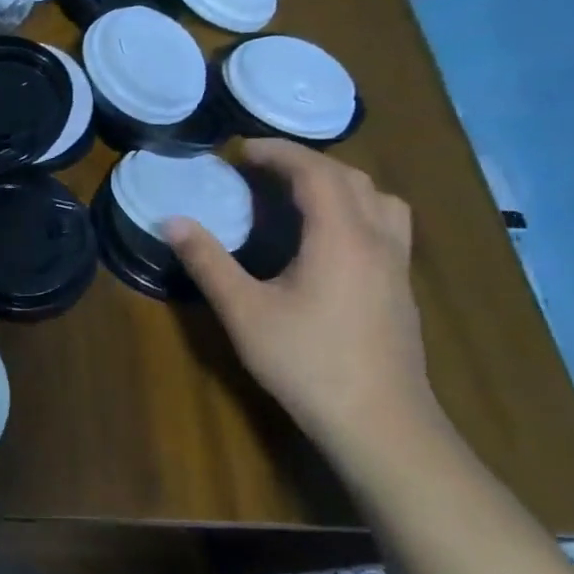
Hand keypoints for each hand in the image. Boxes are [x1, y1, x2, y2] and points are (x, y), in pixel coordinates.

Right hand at [164, 141, 448, 466]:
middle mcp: (376, 239)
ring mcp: (396, 264)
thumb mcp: (244, 312)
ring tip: (301, 193)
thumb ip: (208, 262)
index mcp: (340, 237)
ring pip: (379, 198)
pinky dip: (356, 207)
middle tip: (262, 168)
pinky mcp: (401, 288)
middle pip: (350, 177)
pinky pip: (386, 223)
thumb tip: (172, 221)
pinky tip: (330, 236)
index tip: (241, 150)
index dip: (278, 152)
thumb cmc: (307, 362)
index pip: (315, 172)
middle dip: (306, 162)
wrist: (380, 423)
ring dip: (339, 182)